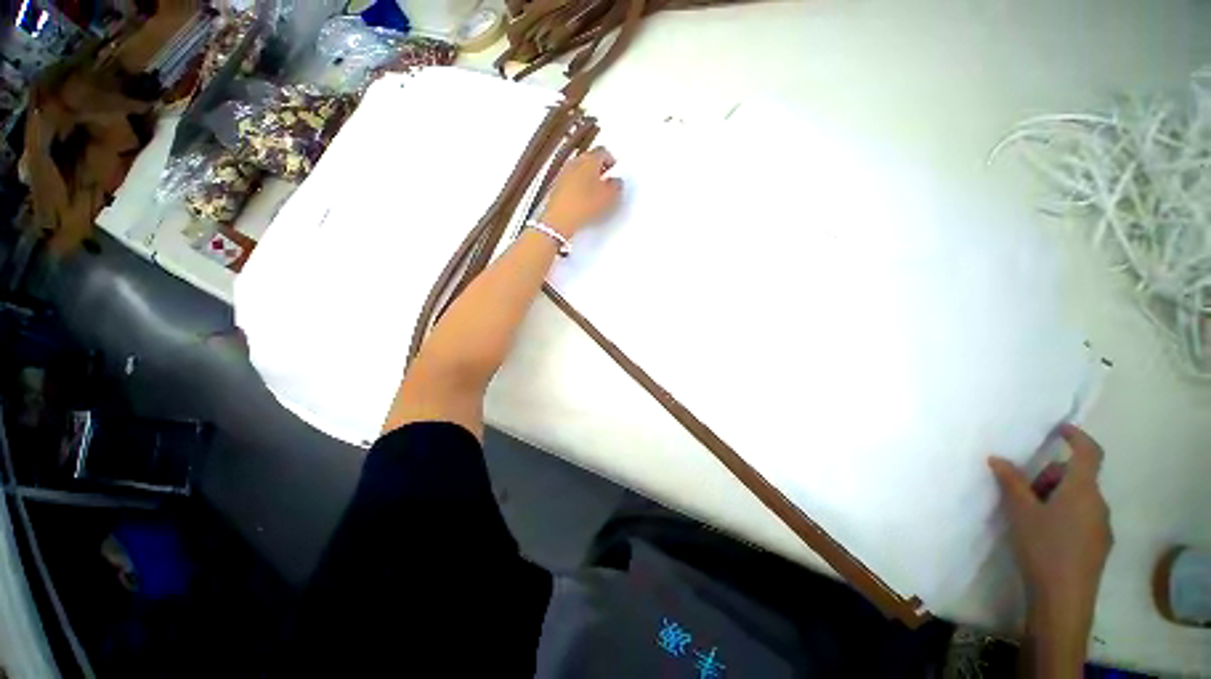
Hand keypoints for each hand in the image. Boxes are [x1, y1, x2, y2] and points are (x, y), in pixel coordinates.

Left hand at [541, 147, 621, 237]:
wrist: (560, 220)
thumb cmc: (582, 206)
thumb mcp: (608, 198)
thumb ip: (616, 186)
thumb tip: (617, 183)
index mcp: (589, 159)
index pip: (603, 152)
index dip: (611, 161)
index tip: (614, 169)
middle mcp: (574, 163)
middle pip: (589, 160)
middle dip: (599, 170)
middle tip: (607, 181)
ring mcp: (563, 174)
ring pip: (579, 171)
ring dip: (588, 179)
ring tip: (596, 194)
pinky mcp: (556, 187)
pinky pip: (571, 183)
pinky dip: (579, 188)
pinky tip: (584, 202)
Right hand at [989, 425, 1111, 660]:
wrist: (1063, 598)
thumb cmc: (1043, 547)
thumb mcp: (1021, 512)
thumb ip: (1011, 482)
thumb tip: (997, 458)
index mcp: (1083, 490)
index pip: (1089, 453)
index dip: (1077, 437)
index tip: (1061, 429)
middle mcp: (1098, 504)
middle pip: (1079, 478)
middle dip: (1052, 477)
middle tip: (1025, 492)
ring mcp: (1102, 526)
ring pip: (1080, 499)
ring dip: (1057, 497)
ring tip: (1031, 516)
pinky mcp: (1099, 545)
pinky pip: (1083, 517)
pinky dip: (1065, 515)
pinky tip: (1046, 535)